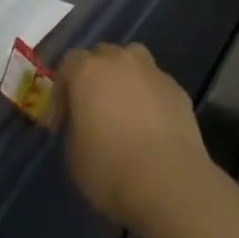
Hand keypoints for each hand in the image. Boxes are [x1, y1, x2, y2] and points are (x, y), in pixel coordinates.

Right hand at [57, 43, 211, 230]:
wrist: (168, 181)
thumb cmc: (110, 169)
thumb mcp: (73, 155)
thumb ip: (74, 126)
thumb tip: (84, 122)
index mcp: (88, 71)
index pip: (68, 64)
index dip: (62, 92)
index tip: (62, 122)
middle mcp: (121, 60)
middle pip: (102, 56)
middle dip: (94, 78)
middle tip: (93, 111)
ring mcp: (153, 71)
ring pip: (133, 62)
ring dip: (125, 79)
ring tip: (124, 111)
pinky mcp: (177, 89)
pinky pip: (155, 85)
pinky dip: (149, 98)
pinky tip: (151, 126)